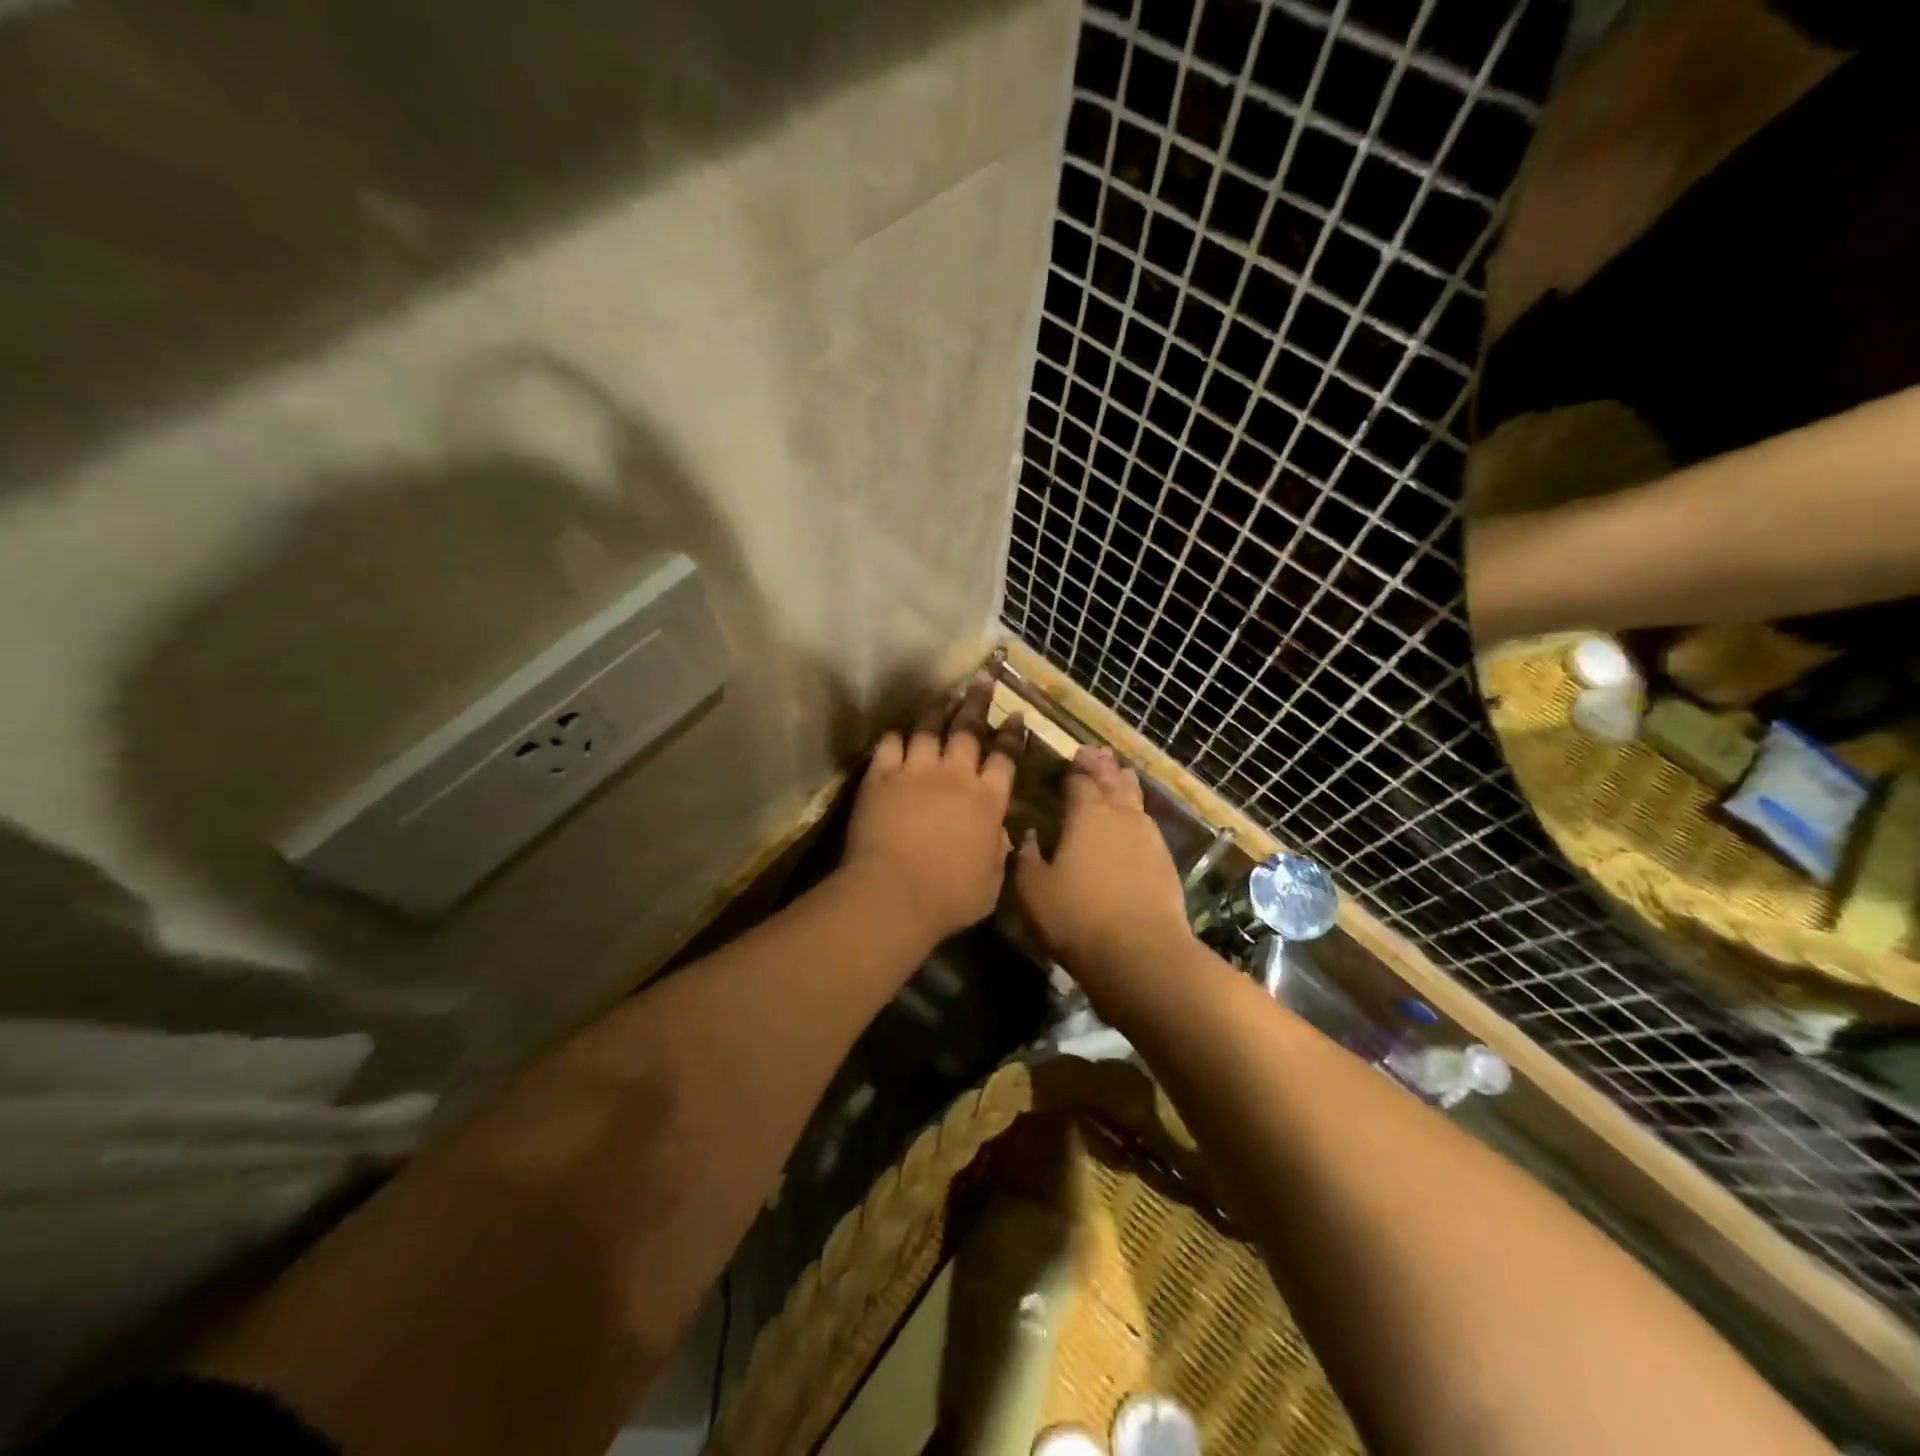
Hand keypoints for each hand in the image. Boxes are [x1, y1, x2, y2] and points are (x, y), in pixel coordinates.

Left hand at [843, 675, 1026, 947]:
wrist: (893, 894)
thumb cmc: (949, 897)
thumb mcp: (991, 883)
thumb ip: (998, 853)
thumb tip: (1001, 834)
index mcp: (987, 800)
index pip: (1005, 757)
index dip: (1012, 734)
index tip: (1016, 715)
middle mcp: (954, 776)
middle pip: (968, 730)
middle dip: (977, 702)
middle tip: (983, 679)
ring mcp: (915, 772)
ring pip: (928, 730)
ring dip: (937, 712)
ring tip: (943, 698)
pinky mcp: (881, 778)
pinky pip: (889, 745)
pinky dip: (896, 737)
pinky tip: (899, 734)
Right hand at [1014, 746, 1192, 989]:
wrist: (1140, 953)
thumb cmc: (1077, 917)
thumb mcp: (1033, 889)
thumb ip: (1025, 857)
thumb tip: (1026, 834)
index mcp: (1087, 813)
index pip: (1080, 779)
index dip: (1073, 767)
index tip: (1070, 756)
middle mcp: (1121, 815)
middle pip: (1112, 780)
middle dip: (1102, 765)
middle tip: (1095, 752)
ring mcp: (1149, 836)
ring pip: (1135, 798)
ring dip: (1124, 782)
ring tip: (1118, 772)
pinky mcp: (1165, 860)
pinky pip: (1148, 822)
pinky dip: (1137, 812)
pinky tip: (1134, 819)